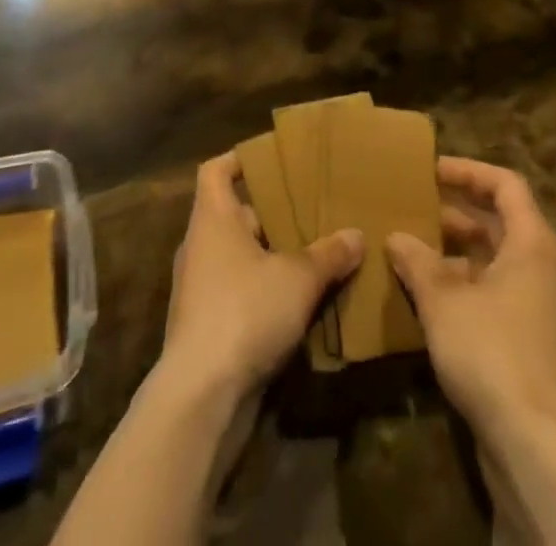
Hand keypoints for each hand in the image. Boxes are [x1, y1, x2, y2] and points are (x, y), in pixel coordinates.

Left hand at [161, 153, 363, 402]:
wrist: (201, 396)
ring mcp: (199, 290)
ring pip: (239, 258)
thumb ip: (328, 254)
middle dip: (270, 214)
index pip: (215, 171)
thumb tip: (356, 235)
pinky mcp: (205, 328)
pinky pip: (238, 294)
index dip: (240, 160)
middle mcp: (200, 247)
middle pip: (234, 215)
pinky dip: (264, 293)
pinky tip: (299, 304)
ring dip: (271, 257)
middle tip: (310, 211)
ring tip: (313, 256)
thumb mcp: (298, 278)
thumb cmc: (245, 311)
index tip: (272, 160)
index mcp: (213, 219)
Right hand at [386, 157, 555, 445]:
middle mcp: (537, 265)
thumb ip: (418, 261)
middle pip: (497, 220)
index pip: (504, 184)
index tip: (430, 171)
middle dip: (454, 211)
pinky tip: (422, 294)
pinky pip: (488, 291)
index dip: (468, 171)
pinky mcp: (522, 337)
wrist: (532, 441)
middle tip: (412, 205)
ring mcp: (532, 303)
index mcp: (530, 242)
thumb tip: (396, 237)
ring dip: (452, 250)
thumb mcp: (444, 298)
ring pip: (490, 258)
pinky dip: (458, 284)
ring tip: (408, 247)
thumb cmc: (491, 349)